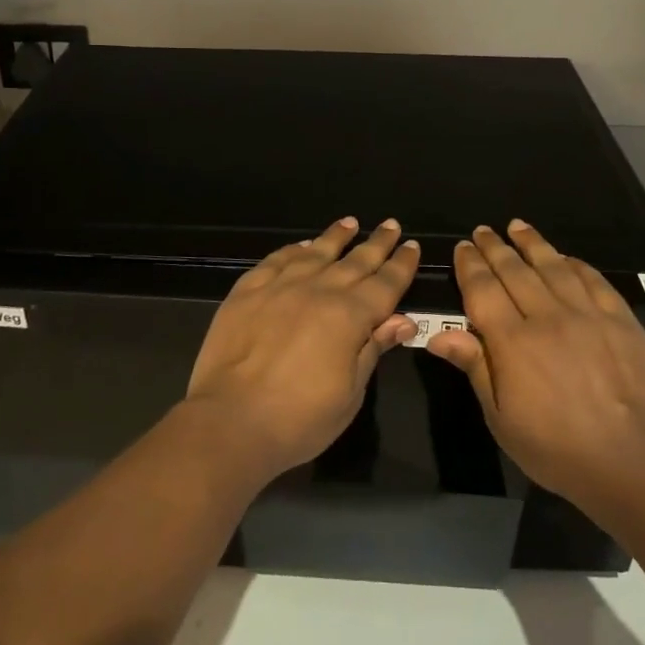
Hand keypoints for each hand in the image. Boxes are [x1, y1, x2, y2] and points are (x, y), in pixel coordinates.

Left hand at [184, 217, 420, 478]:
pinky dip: (293, 250)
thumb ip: (373, 349)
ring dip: (336, 237)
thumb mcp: (350, 393)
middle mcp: (317, 291)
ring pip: (315, 252)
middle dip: (376, 243)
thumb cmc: (300, 419)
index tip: (413, 245)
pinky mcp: (246, 292)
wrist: (230, 422)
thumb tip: (403, 320)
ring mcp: (279, 287)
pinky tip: (302, 245)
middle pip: (355, 261)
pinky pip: (275, 261)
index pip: (385, 283)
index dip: (401, 265)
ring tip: (350, 223)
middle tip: (391, 225)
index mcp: (349, 316)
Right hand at [427, 221, 644, 519]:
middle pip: (515, 271)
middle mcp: (547, 316)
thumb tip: (439, 334)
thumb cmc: (555, 447)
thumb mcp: (501, 417)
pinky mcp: (621, 321)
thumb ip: (475, 367)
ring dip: (533, 244)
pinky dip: (575, 264)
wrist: (630, 461)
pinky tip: (565, 257)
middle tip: (483, 231)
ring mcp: (588, 315)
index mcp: (512, 341)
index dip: (470, 265)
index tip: (463, 247)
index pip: (483, 289)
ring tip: (518, 226)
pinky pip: (594, 281)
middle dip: (495, 247)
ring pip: (554, 266)